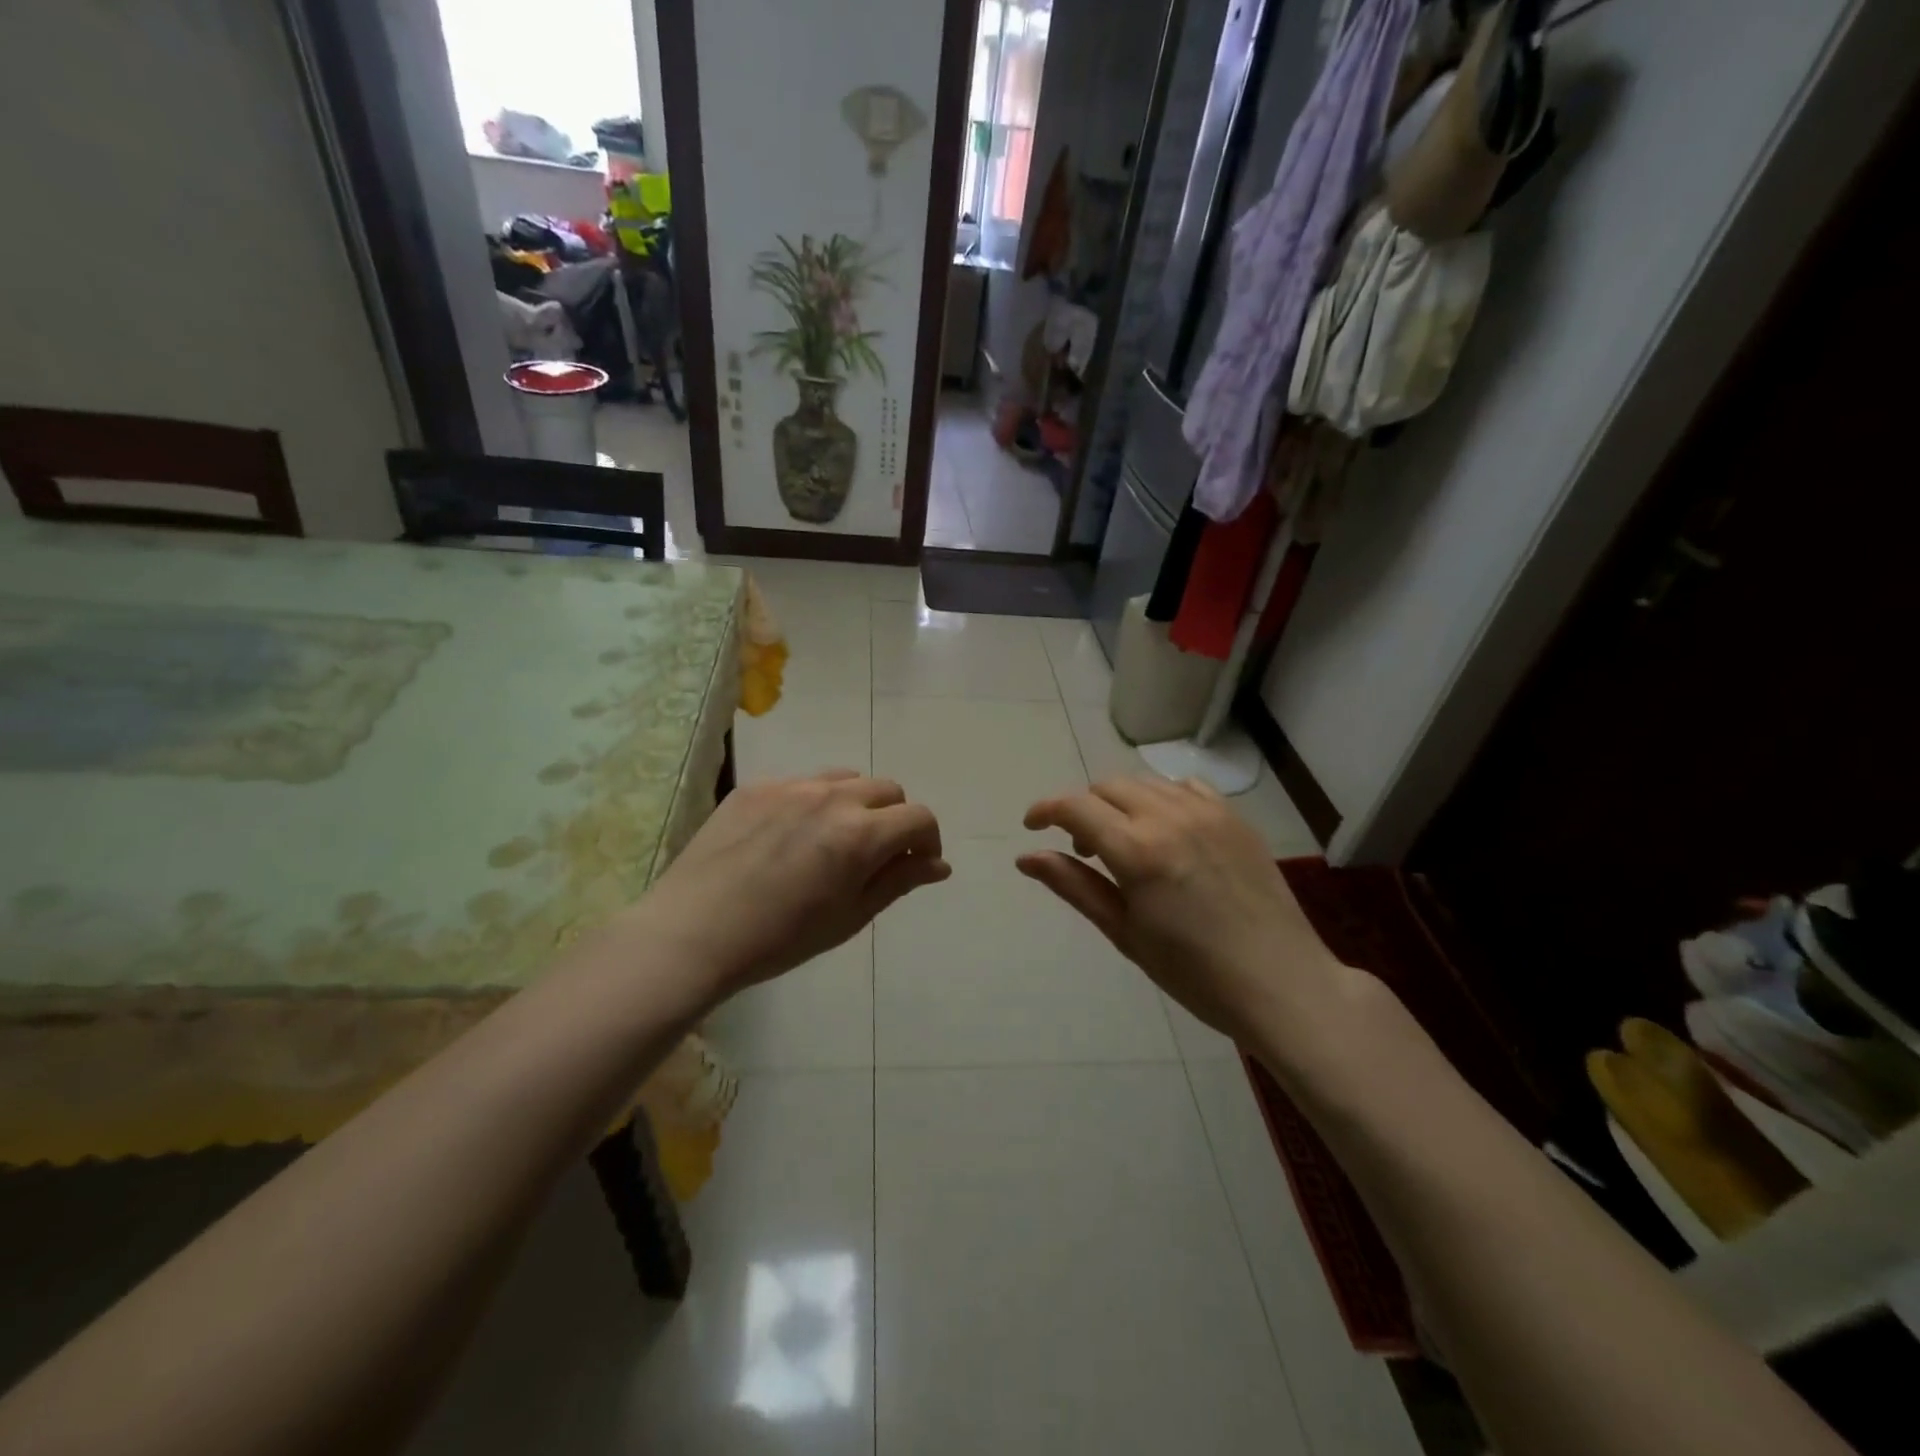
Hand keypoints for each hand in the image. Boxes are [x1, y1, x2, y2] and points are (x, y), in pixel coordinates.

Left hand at [636, 771, 949, 1002]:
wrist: (693, 932)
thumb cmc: (780, 939)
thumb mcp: (850, 917)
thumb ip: (899, 881)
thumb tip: (940, 864)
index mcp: (861, 834)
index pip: (919, 817)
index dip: (927, 840)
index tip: (916, 864)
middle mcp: (832, 797)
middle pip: (887, 790)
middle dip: (894, 819)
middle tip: (875, 856)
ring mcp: (791, 786)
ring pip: (847, 779)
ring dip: (857, 804)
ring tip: (835, 840)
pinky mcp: (756, 786)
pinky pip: (803, 782)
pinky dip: (814, 802)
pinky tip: (791, 836)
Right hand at [1018, 776, 1360, 1045]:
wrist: (1281, 983)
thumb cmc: (1193, 972)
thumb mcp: (1124, 932)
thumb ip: (1074, 886)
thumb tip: (1026, 857)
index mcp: (1137, 850)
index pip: (1076, 807)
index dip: (1045, 810)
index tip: (1032, 826)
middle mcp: (1170, 817)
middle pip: (1108, 787)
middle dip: (1083, 808)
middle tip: (1082, 848)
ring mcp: (1208, 812)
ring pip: (1145, 783)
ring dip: (1121, 802)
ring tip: (1124, 842)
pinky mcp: (1235, 818)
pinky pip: (1186, 788)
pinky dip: (1162, 799)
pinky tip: (1167, 831)